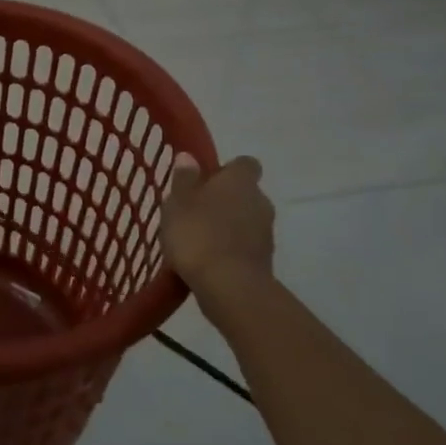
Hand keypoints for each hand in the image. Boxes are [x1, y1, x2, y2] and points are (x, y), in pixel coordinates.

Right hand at [160, 153, 275, 327]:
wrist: (230, 288)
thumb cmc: (198, 235)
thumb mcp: (178, 203)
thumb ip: (184, 179)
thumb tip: (189, 157)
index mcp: (240, 181)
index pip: (243, 164)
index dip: (226, 171)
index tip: (206, 181)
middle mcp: (260, 202)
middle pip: (244, 194)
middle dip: (224, 201)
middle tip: (195, 212)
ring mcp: (267, 233)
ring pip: (246, 221)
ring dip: (228, 227)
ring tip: (198, 241)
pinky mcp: (265, 261)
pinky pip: (245, 247)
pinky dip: (231, 250)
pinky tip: (208, 262)